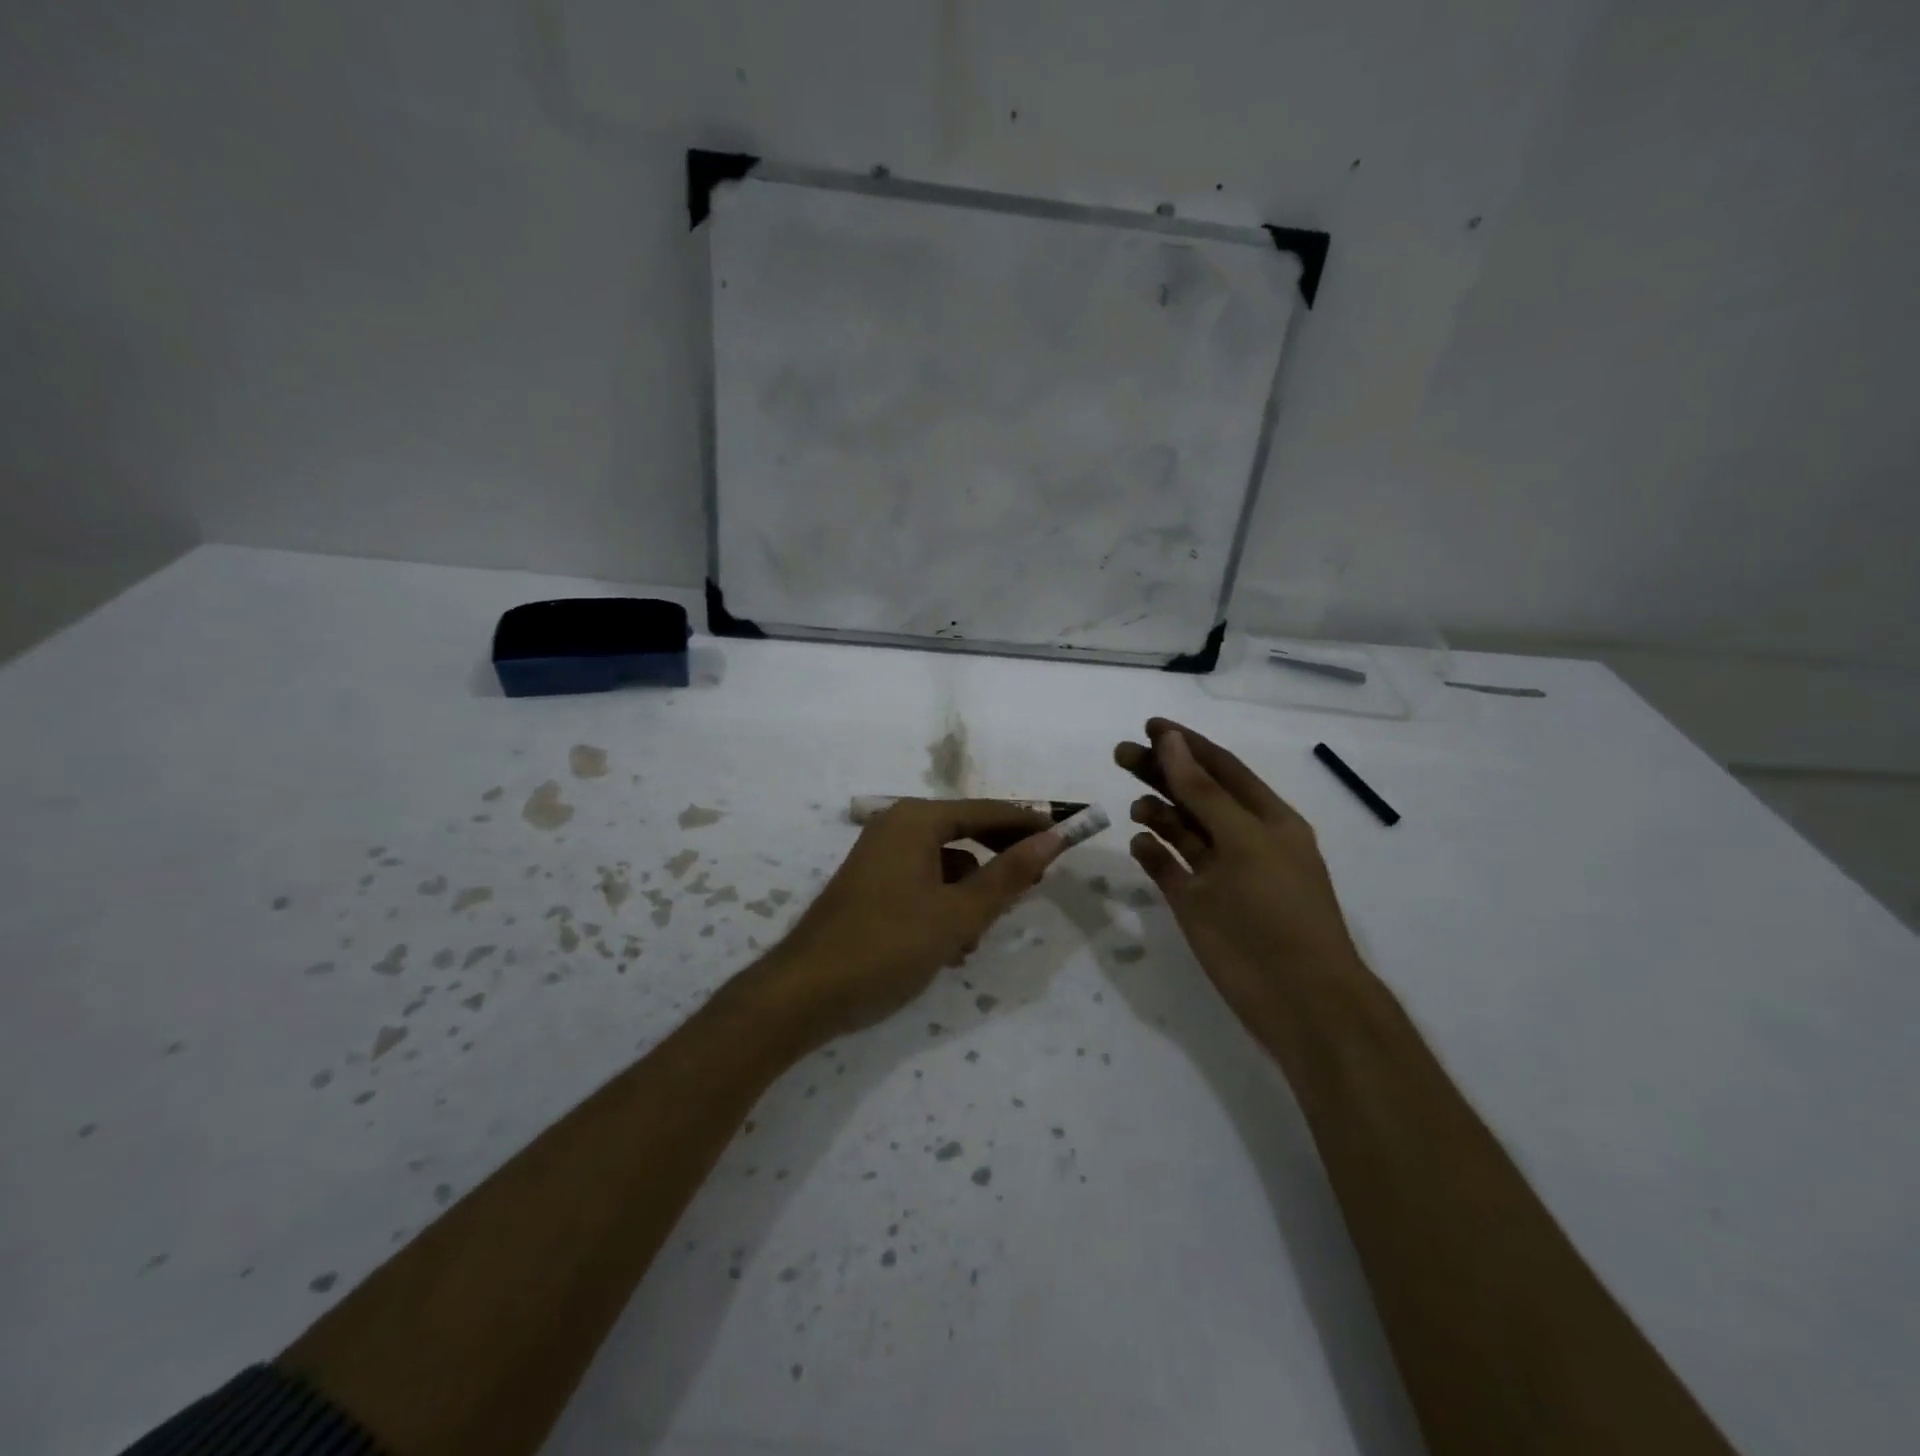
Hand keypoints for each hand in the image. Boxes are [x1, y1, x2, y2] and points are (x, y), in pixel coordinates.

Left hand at [753, 799, 1068, 1039]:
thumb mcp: (958, 914)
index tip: (1068, 837)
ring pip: (947, 865)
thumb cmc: (888, 946)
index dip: (1029, 824)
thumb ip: (1008, 875)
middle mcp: (897, 827)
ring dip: (971, 895)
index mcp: (916, 820)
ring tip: (977, 937)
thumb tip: (1053, 838)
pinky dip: (944, 907)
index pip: (987, 811)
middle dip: (1000, 861)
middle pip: (966, 833)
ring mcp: (881, 856)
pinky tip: (950, 947)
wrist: (805, 992)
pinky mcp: (873, 886)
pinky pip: (924, 884)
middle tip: (1037, 883)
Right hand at [1116, 718, 1362, 1024]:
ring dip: (1157, 811)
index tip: (1149, 725)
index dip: (1187, 744)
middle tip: (1120, 755)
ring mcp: (1217, 873)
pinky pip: (1168, 867)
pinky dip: (1152, 853)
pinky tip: (1138, 843)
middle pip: (1194, 793)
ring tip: (1134, 806)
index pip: (1221, 768)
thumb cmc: (1276, 908)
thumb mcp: (1244, 840)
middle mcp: (1241, 839)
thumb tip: (1171, 741)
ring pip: (1180, 830)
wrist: (1296, 996)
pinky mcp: (1196, 903)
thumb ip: (1203, 791)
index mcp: (1266, 819)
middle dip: (1160, 771)